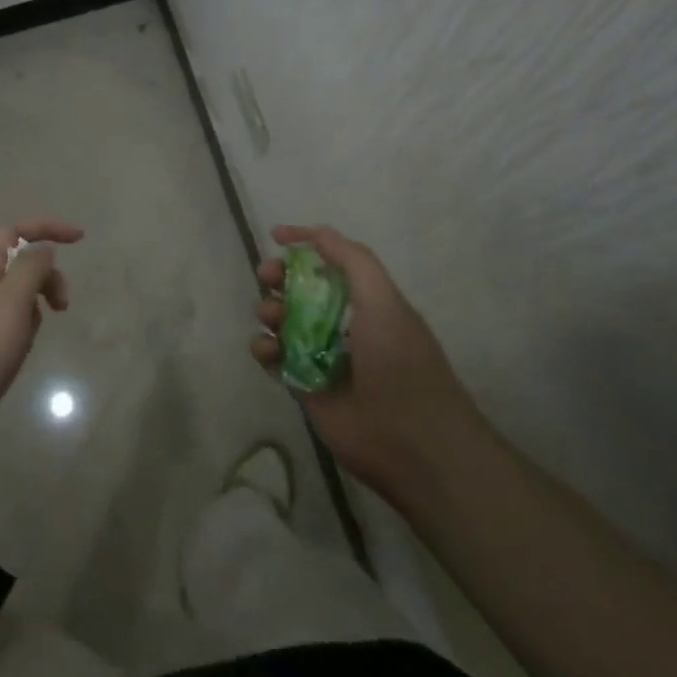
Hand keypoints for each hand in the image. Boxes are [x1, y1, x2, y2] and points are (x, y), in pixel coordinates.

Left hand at [0, 219, 83, 453]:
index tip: (79, 238)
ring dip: (34, 308)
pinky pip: (11, 325)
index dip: (45, 229)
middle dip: (46, 277)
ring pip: (17, 297)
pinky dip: (24, 331)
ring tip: (30, 338)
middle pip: (18, 265)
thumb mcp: (11, 303)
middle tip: (63, 305)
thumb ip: (30, 269)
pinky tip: (19, 354)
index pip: (12, 233)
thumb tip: (43, 247)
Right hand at [252, 224, 481, 499]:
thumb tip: (318, 232)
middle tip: (267, 278)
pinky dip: (264, 349)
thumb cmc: (401, 364)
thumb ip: (353, 261)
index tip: (276, 236)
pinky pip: (274, 359)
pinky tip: (267, 352)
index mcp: (369, 302)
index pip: (332, 263)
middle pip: (301, 289)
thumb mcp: (384, 302)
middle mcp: (344, 325)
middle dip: (280, 277)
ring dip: (270, 311)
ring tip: (272, 319)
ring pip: (283, 322)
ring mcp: (321, 357)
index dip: (306, 245)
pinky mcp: (304, 387)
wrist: (412, 443)